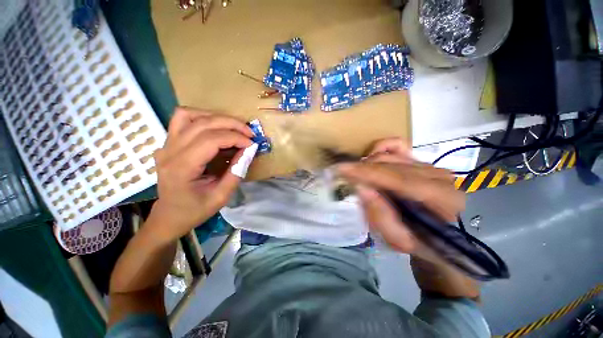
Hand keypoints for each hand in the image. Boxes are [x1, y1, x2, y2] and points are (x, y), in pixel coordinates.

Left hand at [148, 107, 254, 240]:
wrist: (170, 214)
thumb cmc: (195, 210)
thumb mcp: (221, 196)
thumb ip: (236, 171)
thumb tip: (249, 151)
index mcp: (181, 167)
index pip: (210, 140)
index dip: (235, 138)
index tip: (252, 144)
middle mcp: (170, 151)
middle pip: (202, 123)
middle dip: (231, 124)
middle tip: (249, 133)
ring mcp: (166, 144)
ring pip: (190, 115)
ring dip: (216, 117)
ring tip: (234, 128)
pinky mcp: (168, 142)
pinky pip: (183, 119)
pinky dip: (203, 117)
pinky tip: (216, 127)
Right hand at [337, 138, 464, 253]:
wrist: (442, 236)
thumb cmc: (422, 243)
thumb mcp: (401, 241)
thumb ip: (381, 216)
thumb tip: (361, 188)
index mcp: (442, 199)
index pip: (397, 178)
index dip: (367, 172)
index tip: (341, 169)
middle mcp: (437, 176)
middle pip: (390, 165)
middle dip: (362, 169)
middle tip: (344, 178)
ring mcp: (429, 165)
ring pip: (389, 156)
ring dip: (367, 165)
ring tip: (357, 177)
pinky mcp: (420, 161)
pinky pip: (397, 146)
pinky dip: (380, 149)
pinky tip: (370, 158)